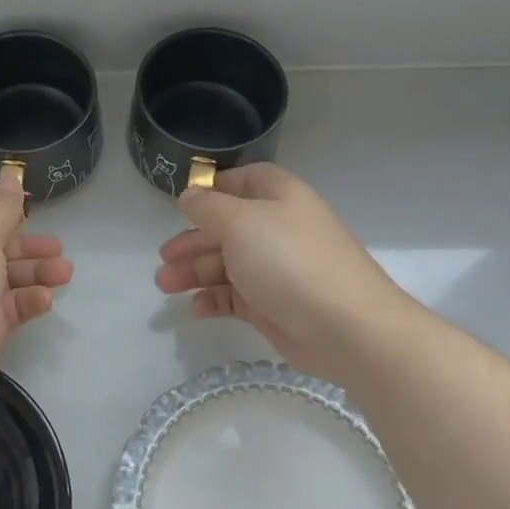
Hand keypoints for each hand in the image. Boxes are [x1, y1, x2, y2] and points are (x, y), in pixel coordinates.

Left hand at [0, 171, 72, 414]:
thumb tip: (12, 175)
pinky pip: (7, 306)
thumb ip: (2, 205)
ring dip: (34, 271)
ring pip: (3, 274)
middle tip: (56, 246)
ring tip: (65, 272)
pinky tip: (45, 300)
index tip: (22, 204)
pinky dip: (26, 301)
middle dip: (24, 242)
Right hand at [155, 163, 406, 381]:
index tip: (182, 205)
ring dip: (195, 272)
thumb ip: (208, 207)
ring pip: (227, 264)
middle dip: (192, 241)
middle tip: (164, 258)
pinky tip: (196, 308)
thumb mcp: (240, 222)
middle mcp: (278, 229)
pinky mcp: (274, 306)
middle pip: (227, 227)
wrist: (345, 327)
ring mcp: (277, 269)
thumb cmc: (289, 261)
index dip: (212, 189)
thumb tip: (190, 195)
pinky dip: (214, 299)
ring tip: (165, 286)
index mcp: (279, 197)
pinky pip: (236, 297)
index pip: (243, 181)